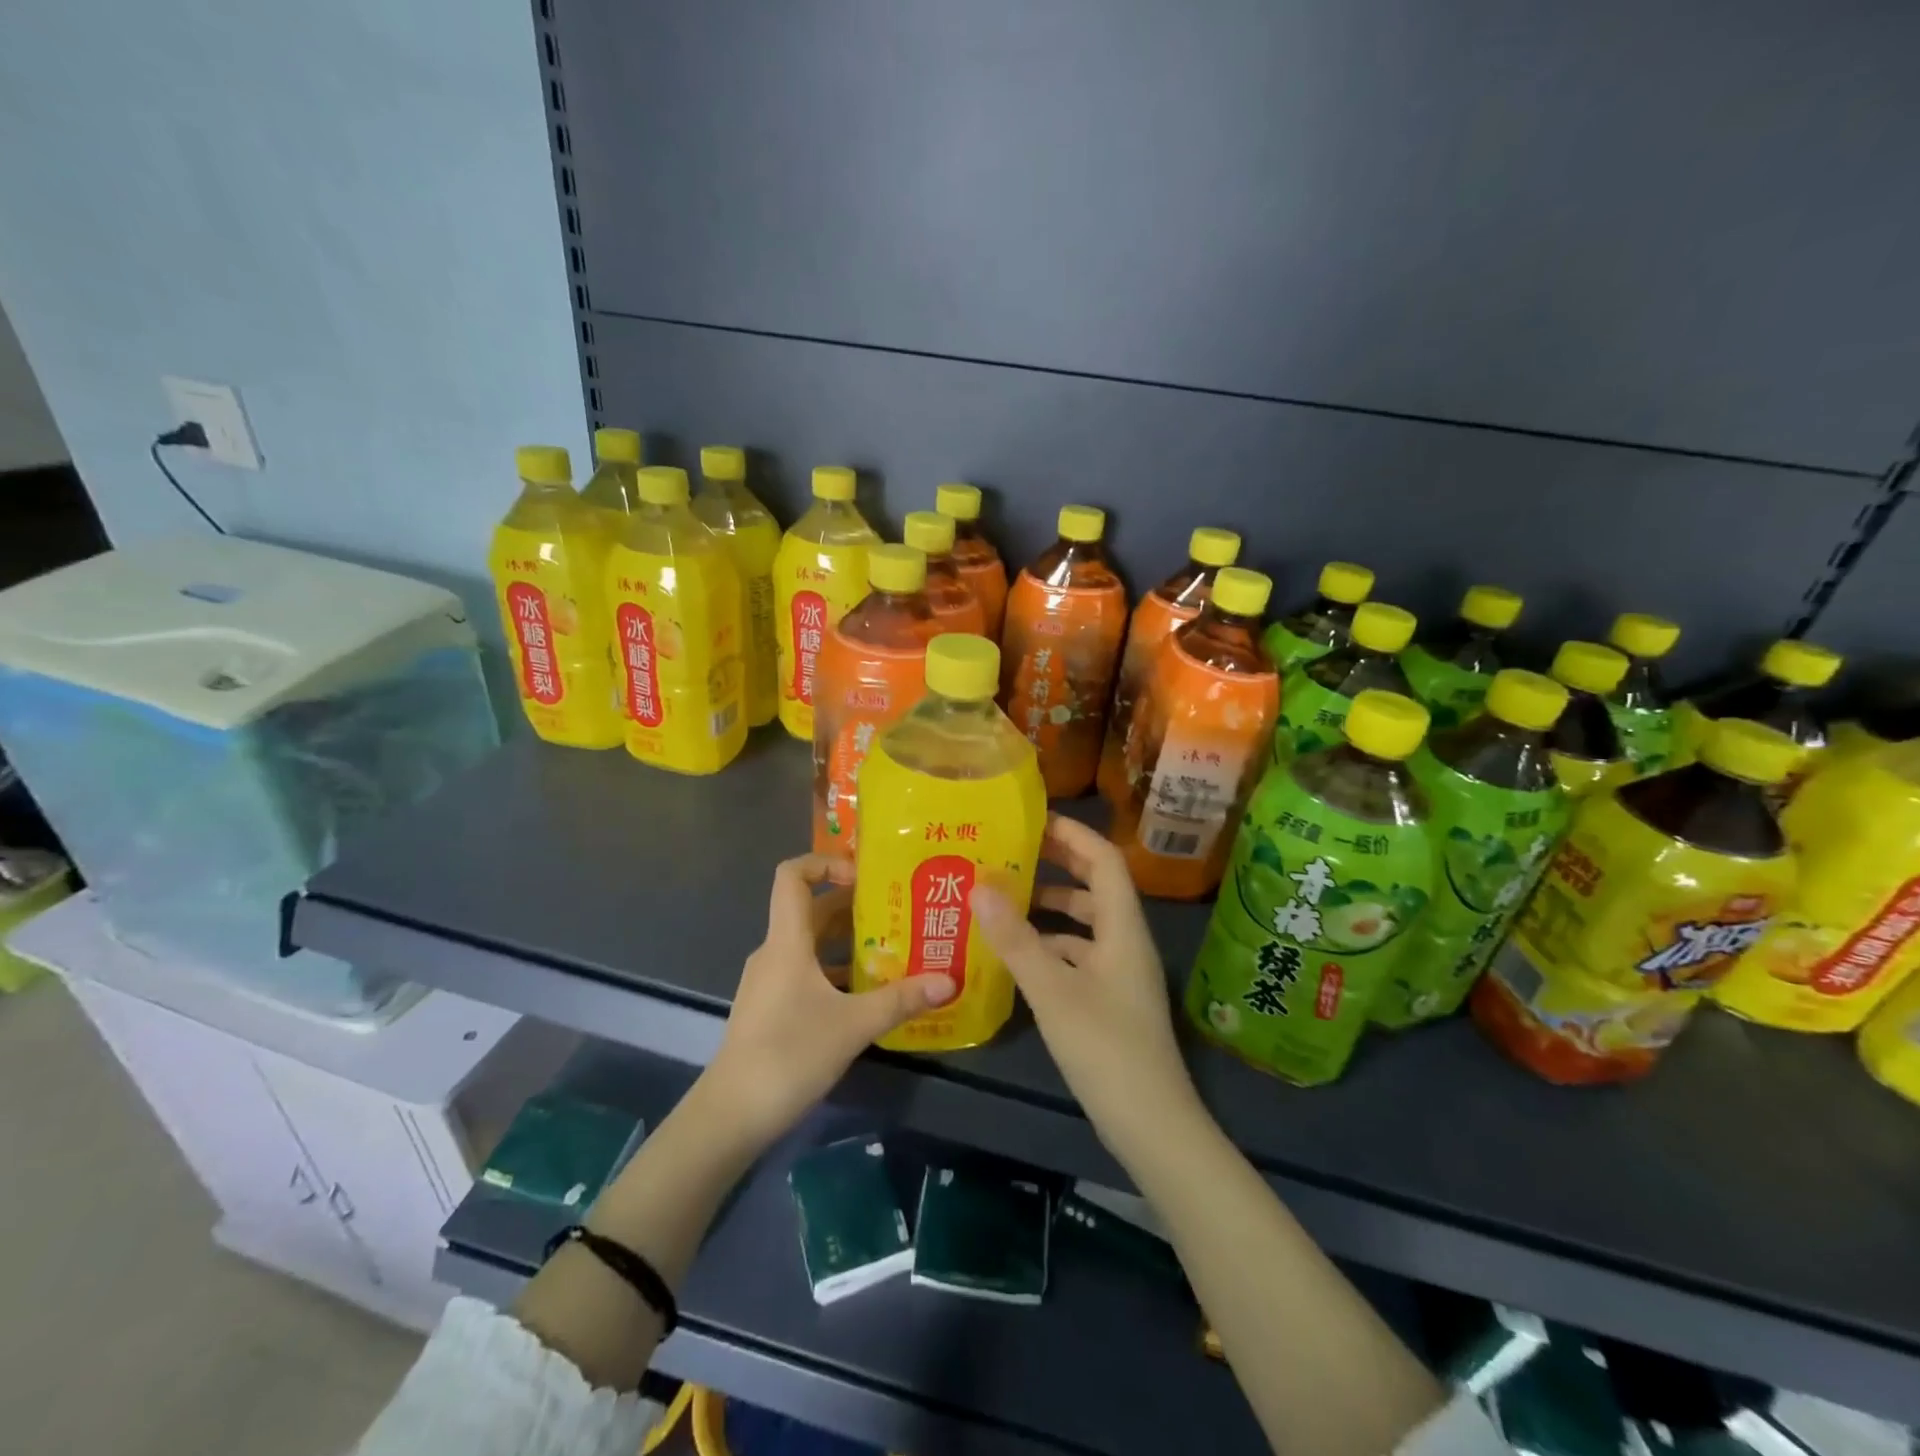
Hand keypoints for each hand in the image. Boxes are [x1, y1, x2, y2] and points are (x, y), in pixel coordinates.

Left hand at [702, 853, 955, 1145]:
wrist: (731, 1115)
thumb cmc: (789, 1054)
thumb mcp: (853, 1025)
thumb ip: (901, 999)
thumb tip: (949, 980)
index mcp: (787, 941)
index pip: (793, 875)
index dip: (826, 862)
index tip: (864, 875)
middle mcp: (775, 951)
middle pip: (812, 909)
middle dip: (854, 904)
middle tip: (899, 909)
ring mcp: (770, 981)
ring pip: (812, 944)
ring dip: (849, 940)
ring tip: (894, 947)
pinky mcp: (772, 1007)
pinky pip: (807, 971)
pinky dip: (836, 970)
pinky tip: (868, 992)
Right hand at [971, 817, 1200, 1160]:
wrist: (1152, 1126)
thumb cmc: (1106, 1049)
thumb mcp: (1053, 992)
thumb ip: (1016, 939)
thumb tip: (979, 885)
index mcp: (1122, 928)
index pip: (1104, 860)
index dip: (1072, 835)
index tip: (1032, 820)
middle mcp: (1125, 942)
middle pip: (1095, 887)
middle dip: (1057, 865)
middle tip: (1010, 852)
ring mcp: (1119, 973)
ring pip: (1084, 924)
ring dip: (1050, 908)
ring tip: (1003, 899)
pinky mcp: (1109, 1001)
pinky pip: (1078, 956)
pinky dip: (1050, 946)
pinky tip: (1016, 954)